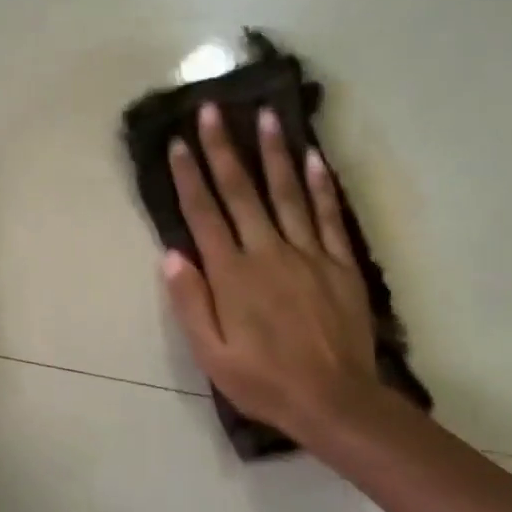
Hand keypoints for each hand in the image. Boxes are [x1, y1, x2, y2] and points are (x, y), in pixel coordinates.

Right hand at [161, 103, 380, 447]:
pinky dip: (321, 185)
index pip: (204, 215)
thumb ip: (191, 302)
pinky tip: (314, 157)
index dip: (190, 177)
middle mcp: (268, 253)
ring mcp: (308, 254)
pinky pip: (329, 216)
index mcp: (233, 275)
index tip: (179, 142)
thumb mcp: (211, 354)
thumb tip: (172, 254)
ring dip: (274, 153)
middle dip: (224, 149)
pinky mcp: (339, 264)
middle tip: (213, 109)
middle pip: (242, 192)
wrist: (334, 401)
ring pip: (288, 193)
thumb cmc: (263, 381)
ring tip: (266, 115)